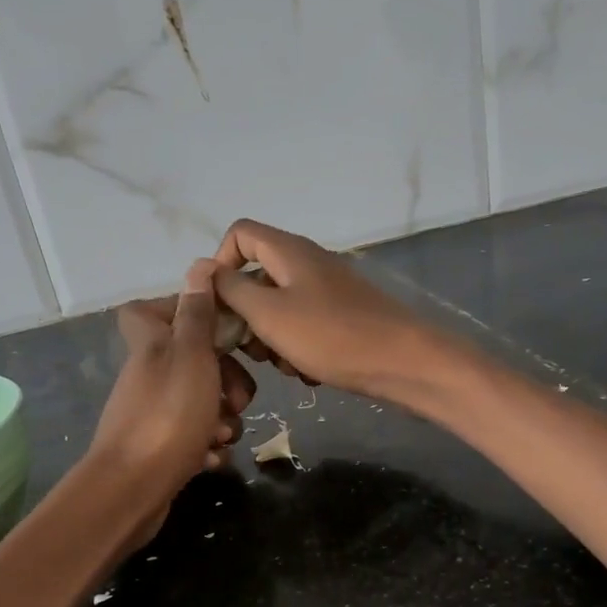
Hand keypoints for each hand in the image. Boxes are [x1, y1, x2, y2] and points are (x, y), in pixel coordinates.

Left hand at [89, 261, 256, 499]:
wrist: (132, 490)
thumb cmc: (168, 416)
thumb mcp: (191, 356)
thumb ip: (197, 313)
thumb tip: (199, 266)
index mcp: (152, 345)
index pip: (153, 309)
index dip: (187, 312)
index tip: (220, 326)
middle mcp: (150, 375)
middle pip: (195, 362)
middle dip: (227, 379)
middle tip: (240, 399)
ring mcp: (154, 414)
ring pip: (202, 403)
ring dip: (223, 419)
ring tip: (224, 435)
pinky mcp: (161, 449)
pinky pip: (195, 440)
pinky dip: (208, 448)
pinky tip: (211, 458)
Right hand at [210, 219, 454, 400]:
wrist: (402, 362)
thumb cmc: (331, 335)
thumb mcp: (269, 313)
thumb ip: (231, 290)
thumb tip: (204, 270)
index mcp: (289, 251)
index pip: (239, 235)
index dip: (220, 265)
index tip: (219, 306)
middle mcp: (308, 263)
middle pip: (257, 276)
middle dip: (245, 314)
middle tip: (249, 348)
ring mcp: (328, 291)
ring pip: (279, 308)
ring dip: (271, 338)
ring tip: (284, 365)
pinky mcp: (342, 318)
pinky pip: (304, 327)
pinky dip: (298, 347)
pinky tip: (308, 372)